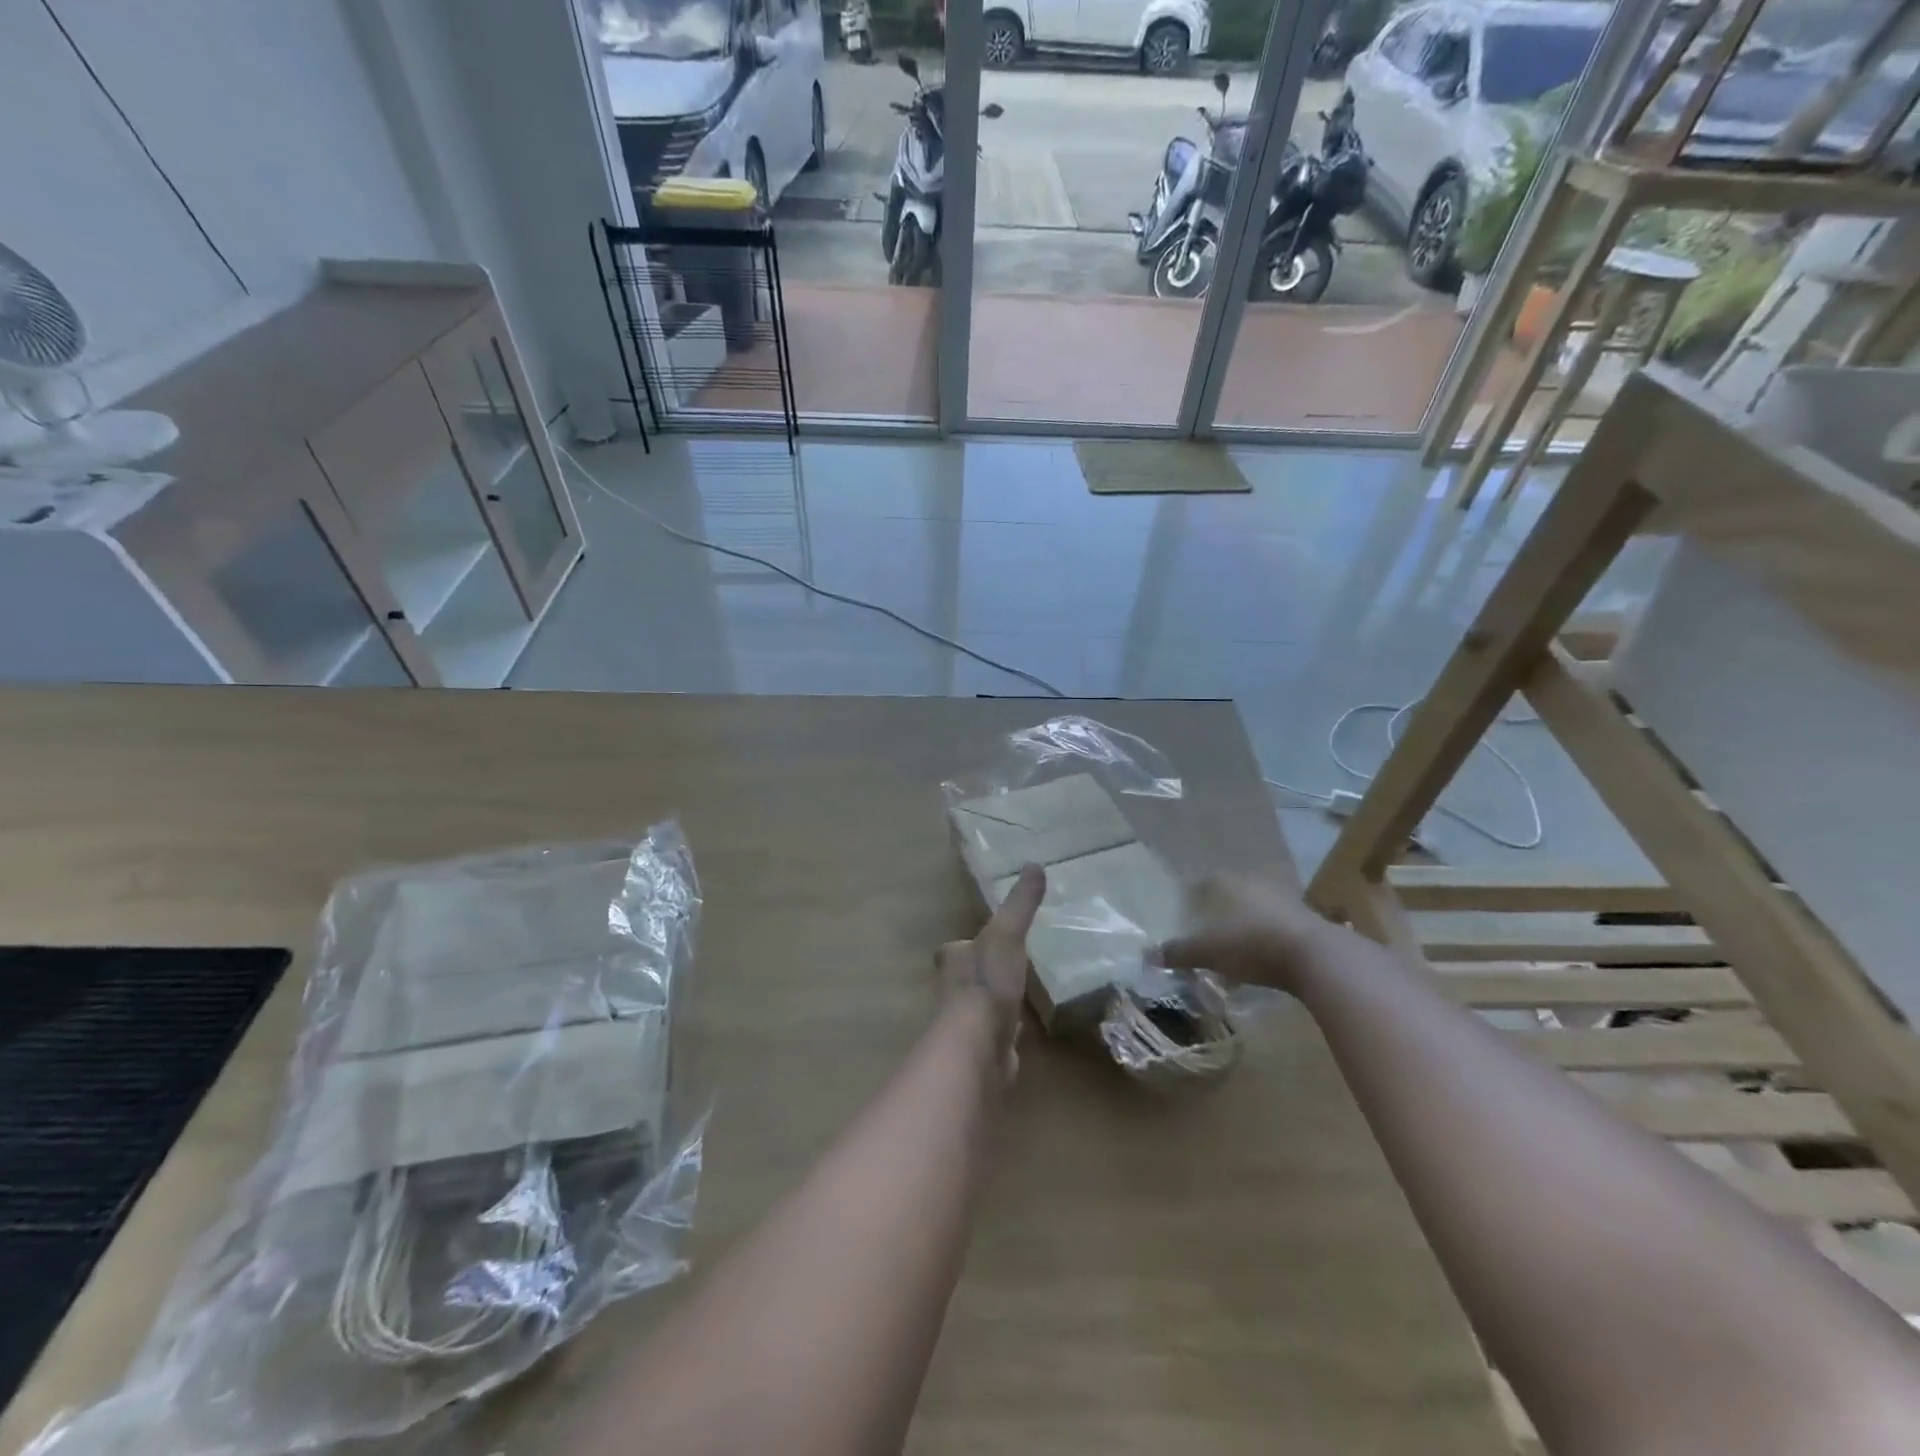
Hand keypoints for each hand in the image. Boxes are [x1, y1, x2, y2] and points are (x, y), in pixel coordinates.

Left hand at [937, 863, 1045, 1077]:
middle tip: (1006, 967)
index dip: (966, 944)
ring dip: (995, 1002)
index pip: (955, 949)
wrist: (979, 1046)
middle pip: (966, 978)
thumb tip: (1035, 864)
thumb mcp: (1006, 934)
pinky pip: (998, 1035)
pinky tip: (1024, 1030)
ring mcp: (967, 1024)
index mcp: (953, 961)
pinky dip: (1008, 1031)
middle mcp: (953, 992)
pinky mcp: (984, 1051)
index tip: (985, 939)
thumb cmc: (986, 982)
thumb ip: (1020, 904)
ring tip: (1019, 995)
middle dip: (982, 974)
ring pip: (981, 1007)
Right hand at [1154, 872, 1331, 997]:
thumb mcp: (1207, 953)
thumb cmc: (1250, 945)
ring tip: (1235, 952)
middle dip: (1219, 915)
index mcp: (1225, 882)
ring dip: (1244, 926)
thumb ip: (1177, 953)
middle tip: (1209, 937)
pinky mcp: (1305, 916)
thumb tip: (1146, 956)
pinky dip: (1266, 937)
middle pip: (1228, 895)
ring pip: (1254, 909)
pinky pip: (1276, 924)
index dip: (1191, 902)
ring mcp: (1282, 896)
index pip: (1201, 885)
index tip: (1186, 921)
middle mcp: (1252, 881)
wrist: (1314, 955)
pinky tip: (1263, 958)